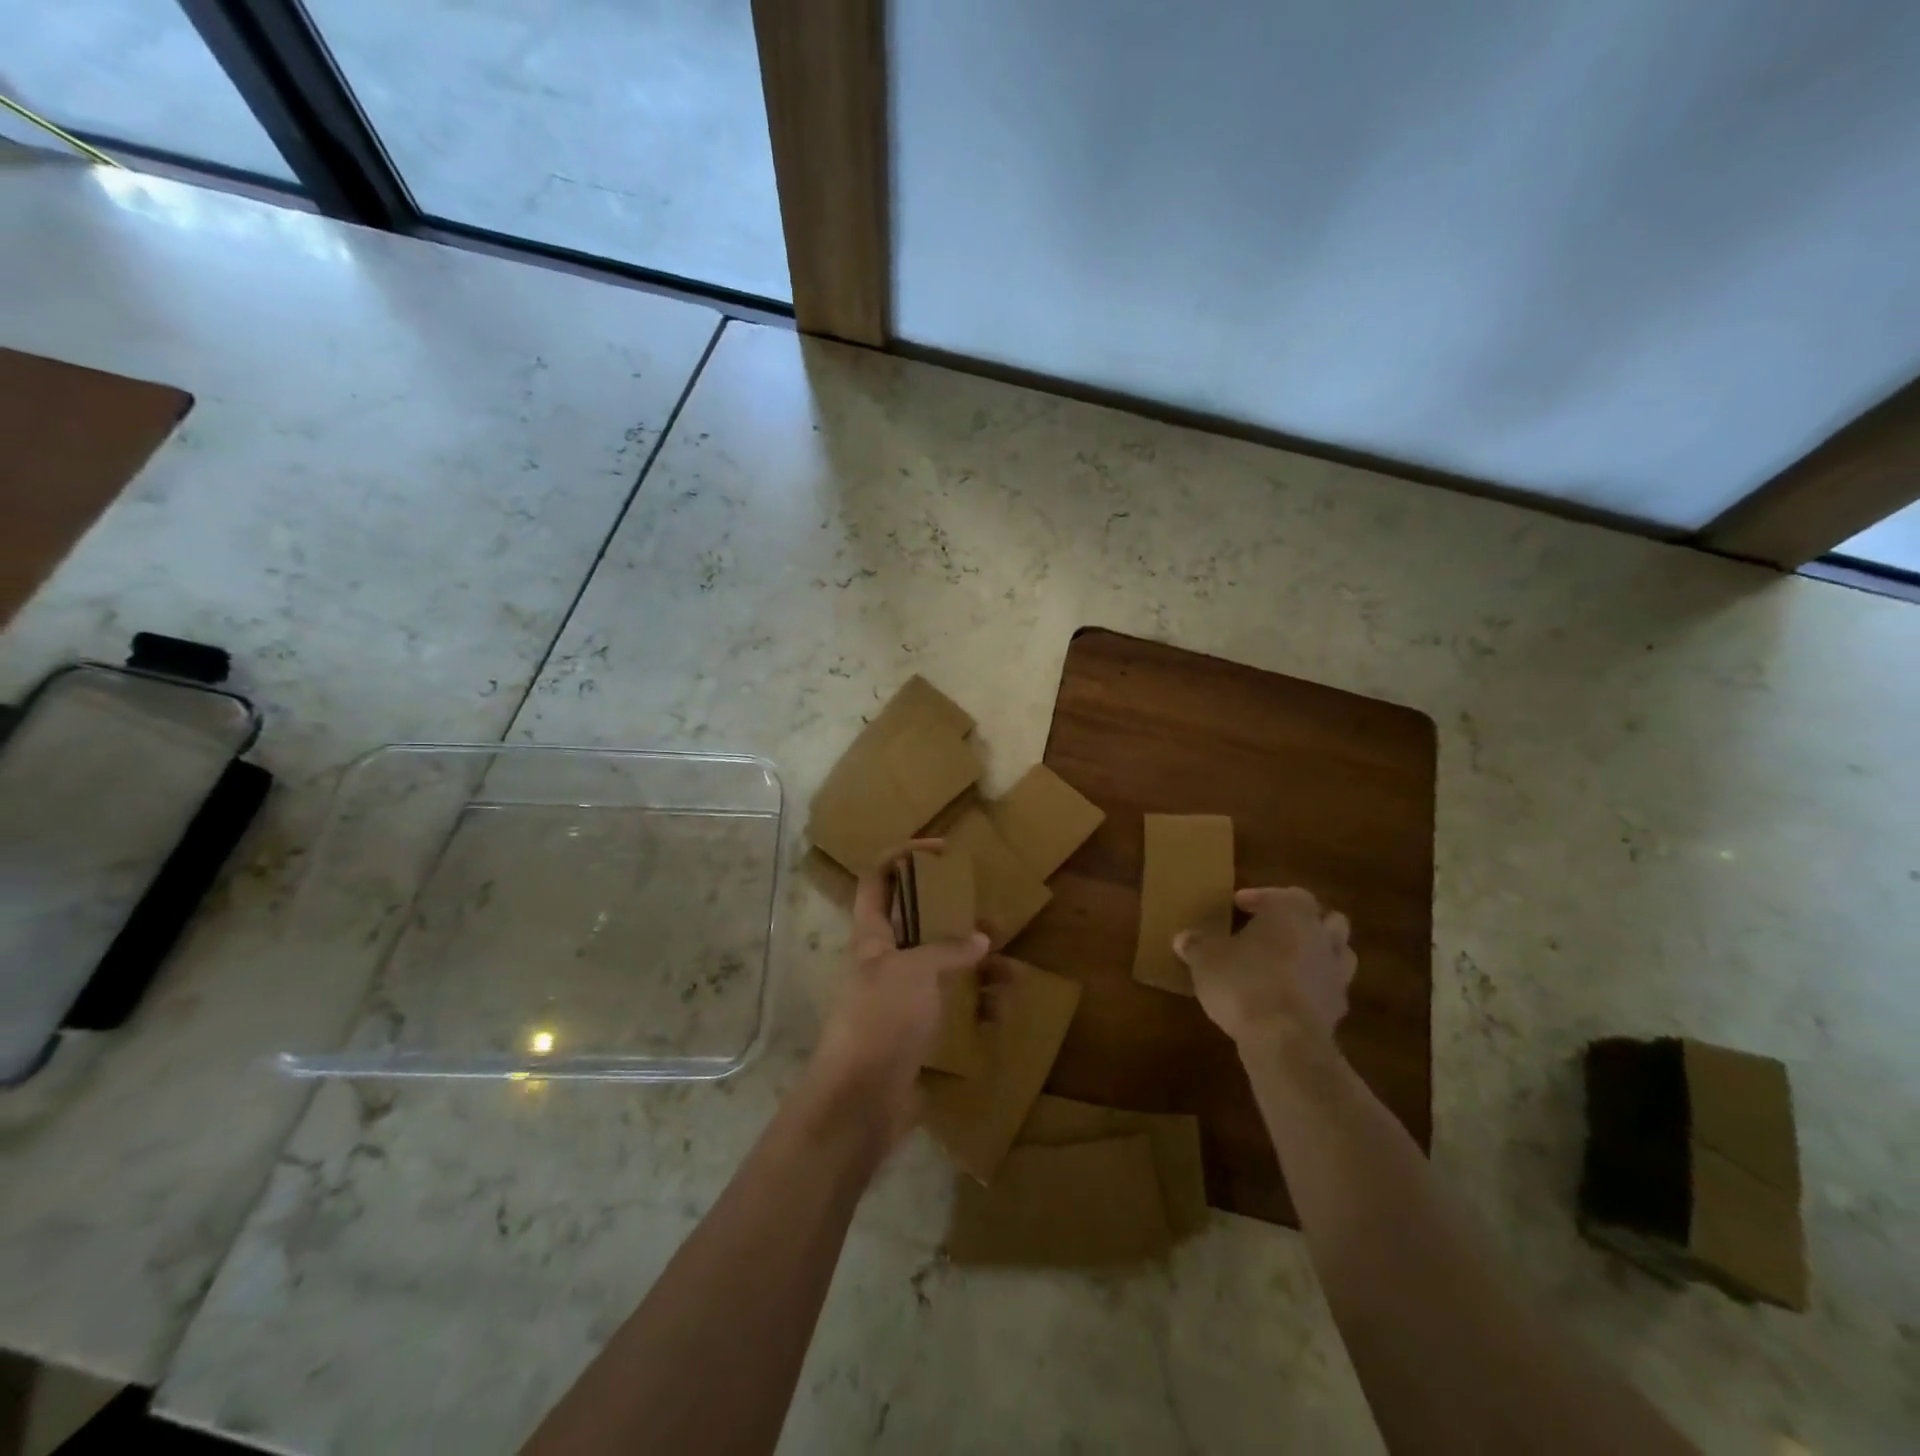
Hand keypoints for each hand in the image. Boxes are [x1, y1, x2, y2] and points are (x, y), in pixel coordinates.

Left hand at [805, 842, 988, 1155]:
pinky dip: (975, 1007)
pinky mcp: (916, 1033)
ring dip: (975, 967)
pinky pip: (951, 1010)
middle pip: (917, 924)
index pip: (879, 879)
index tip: (942, 850)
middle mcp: (884, 962)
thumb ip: (947, 949)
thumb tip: (981, 940)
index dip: (904, 856)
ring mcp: (901, 999)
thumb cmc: (880, 1020)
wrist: (860, 1103)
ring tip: (1009, 970)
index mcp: (871, 936)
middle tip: (989, 916)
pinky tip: (999, 1012)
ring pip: (941, 969)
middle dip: (953, 917)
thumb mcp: (914, 972)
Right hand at [1173, 887, 1354, 1048]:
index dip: (1262, 897)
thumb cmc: (1243, 983)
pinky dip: (1316, 988)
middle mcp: (1321, 937)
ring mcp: (1336, 974)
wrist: (1283, 1040)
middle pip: (1326, 919)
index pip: (1286, 894)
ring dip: (1318, 953)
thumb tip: (1183, 938)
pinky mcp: (1339, 1009)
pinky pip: (1332, 989)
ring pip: (1339, 952)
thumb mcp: (1205, 959)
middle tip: (1274, 930)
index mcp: (1292, 914)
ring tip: (1289, 962)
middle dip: (1304, 922)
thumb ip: (1196, 945)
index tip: (1238, 906)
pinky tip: (1292, 997)